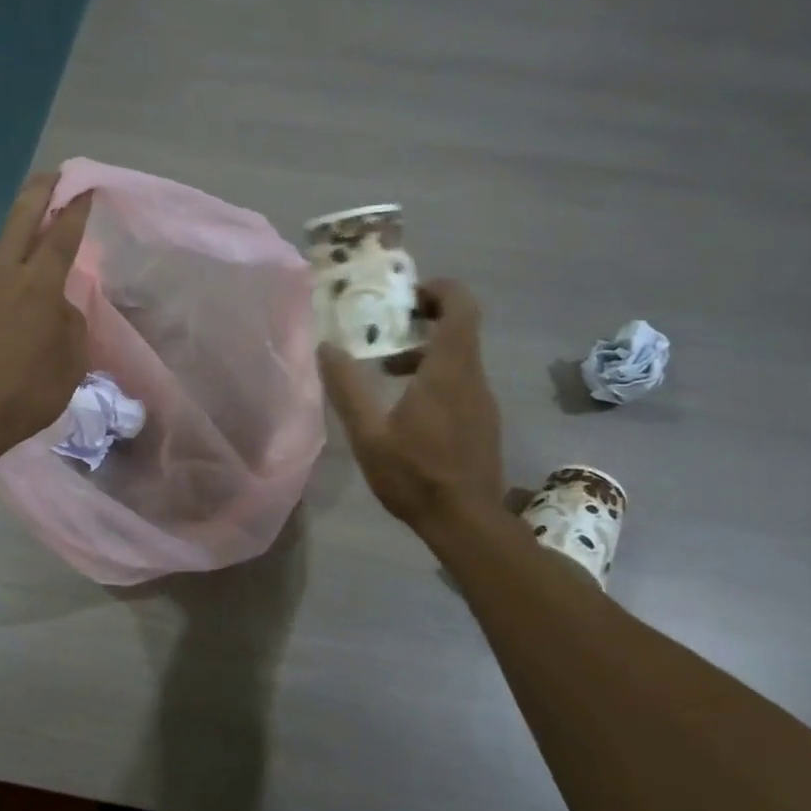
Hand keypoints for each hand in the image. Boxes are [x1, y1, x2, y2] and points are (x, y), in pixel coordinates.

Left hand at [0, 172, 93, 460]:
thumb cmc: (27, 391)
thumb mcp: (71, 362)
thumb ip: (70, 324)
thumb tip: (59, 308)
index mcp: (39, 286)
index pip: (62, 236)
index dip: (75, 210)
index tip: (84, 188)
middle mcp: (2, 275)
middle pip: (21, 221)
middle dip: (39, 193)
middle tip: (50, 175)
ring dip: (14, 249)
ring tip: (25, 260)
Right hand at [319, 279, 504, 532]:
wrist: (466, 522)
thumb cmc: (415, 475)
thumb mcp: (368, 434)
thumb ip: (347, 388)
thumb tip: (327, 347)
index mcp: (448, 371)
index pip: (460, 306)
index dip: (437, 289)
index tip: (404, 295)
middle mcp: (473, 377)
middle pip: (460, 327)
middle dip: (423, 319)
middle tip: (385, 328)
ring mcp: (483, 400)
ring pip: (460, 356)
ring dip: (426, 352)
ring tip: (387, 372)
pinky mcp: (484, 421)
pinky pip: (462, 381)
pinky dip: (437, 376)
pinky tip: (408, 408)